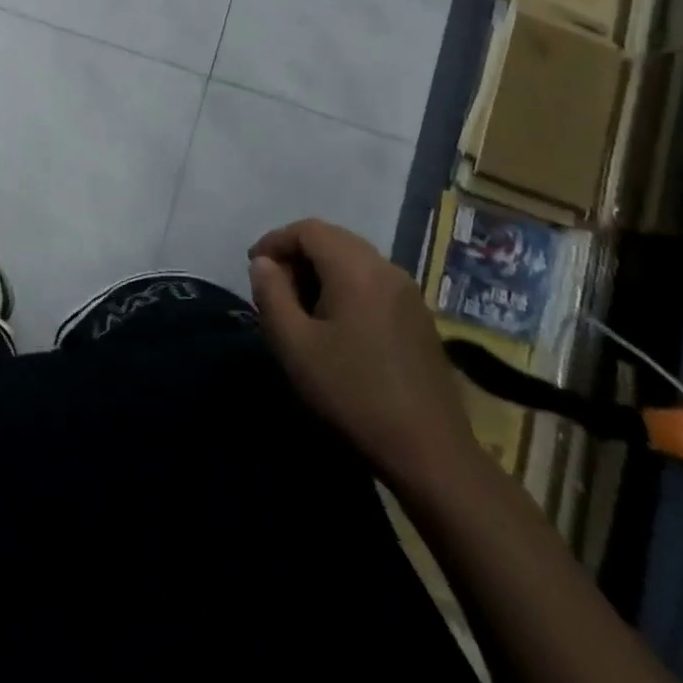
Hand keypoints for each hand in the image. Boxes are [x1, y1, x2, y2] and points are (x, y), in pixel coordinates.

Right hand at [248, 219, 476, 492]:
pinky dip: (345, 287)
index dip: (274, 241)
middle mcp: (386, 269)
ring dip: (321, 271)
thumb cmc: (352, 393)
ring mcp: (408, 294)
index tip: (253, 267)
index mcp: (356, 269)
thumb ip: (271, 294)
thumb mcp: (294, 345)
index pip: (308, 230)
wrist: (429, 452)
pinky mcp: (419, 318)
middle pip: (333, 240)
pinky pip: (373, 282)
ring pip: (354, 260)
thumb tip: (263, 263)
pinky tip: (334, 325)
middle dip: (297, 255)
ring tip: (299, 307)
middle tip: (273, 287)